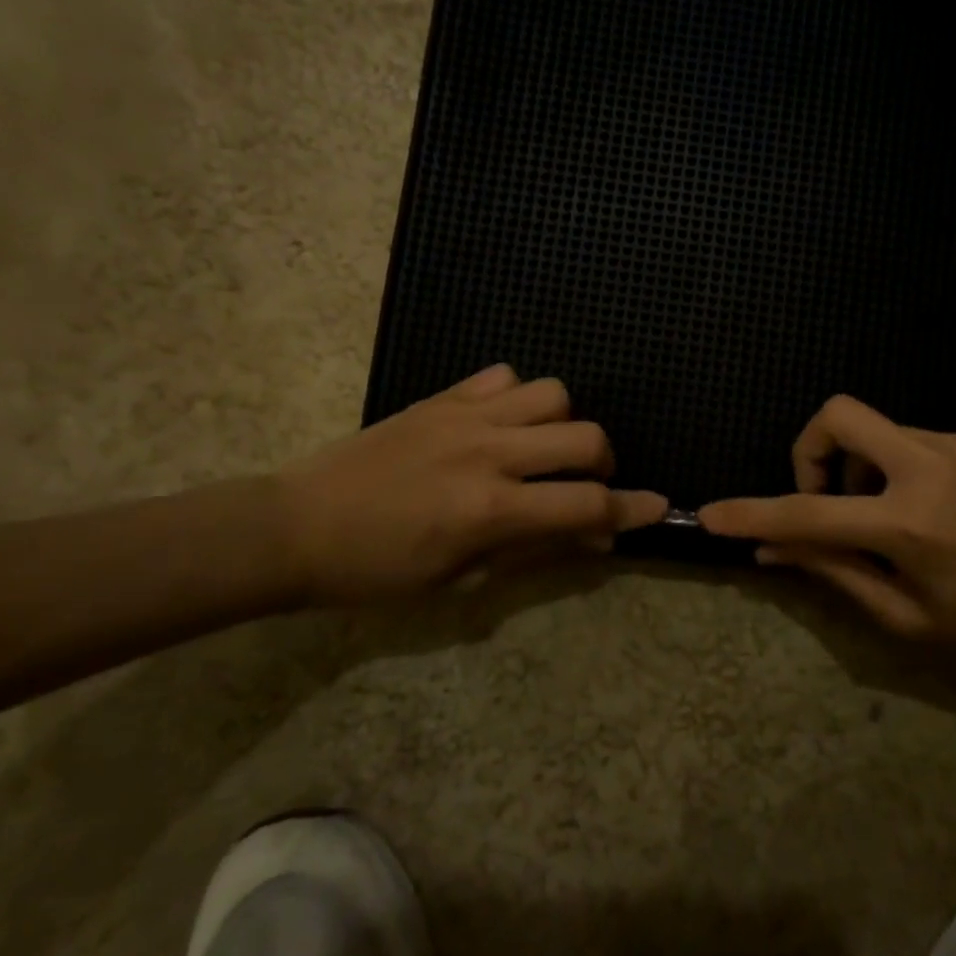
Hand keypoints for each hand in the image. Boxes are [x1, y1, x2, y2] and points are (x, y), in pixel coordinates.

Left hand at [279, 365, 666, 603]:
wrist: (297, 526)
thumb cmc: (376, 571)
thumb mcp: (458, 579)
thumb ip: (531, 549)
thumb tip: (589, 534)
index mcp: (490, 510)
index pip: (586, 505)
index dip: (631, 510)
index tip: (658, 507)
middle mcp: (488, 453)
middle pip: (586, 437)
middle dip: (603, 464)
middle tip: (582, 485)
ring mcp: (464, 416)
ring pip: (553, 394)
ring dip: (563, 425)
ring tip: (542, 450)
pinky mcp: (441, 397)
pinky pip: (503, 376)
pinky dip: (517, 398)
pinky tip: (500, 425)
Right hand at [698, 395, 955, 665]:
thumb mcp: (906, 616)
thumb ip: (834, 573)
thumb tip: (771, 553)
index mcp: (909, 524)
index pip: (808, 512)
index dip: (752, 514)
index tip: (712, 513)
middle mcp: (929, 467)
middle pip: (838, 414)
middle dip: (808, 449)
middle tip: (824, 496)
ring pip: (874, 429)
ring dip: (857, 467)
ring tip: (884, 517)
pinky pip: (908, 439)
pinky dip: (892, 468)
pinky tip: (924, 509)